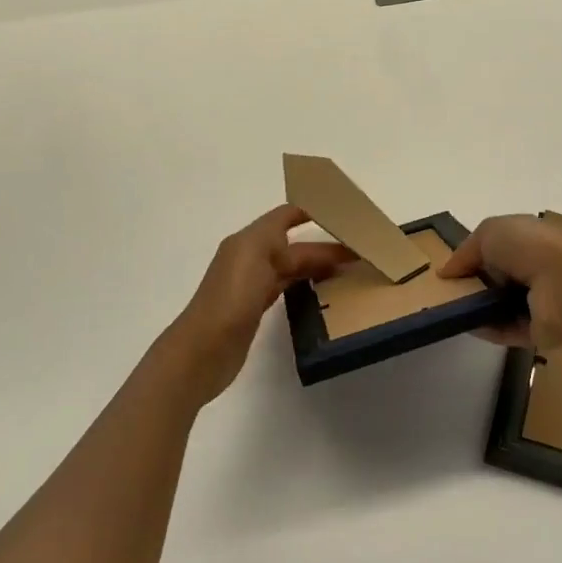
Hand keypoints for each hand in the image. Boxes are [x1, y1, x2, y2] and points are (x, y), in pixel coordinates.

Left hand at [159, 205, 353, 405]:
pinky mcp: (255, 309)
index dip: (312, 211)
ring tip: (349, 270)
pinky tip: (323, 290)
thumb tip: (304, 237)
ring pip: (292, 266)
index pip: (285, 216)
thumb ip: (280, 238)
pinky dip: (306, 284)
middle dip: (324, 245)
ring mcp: (252, 284)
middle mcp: (250, 257)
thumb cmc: (231, 298)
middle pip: (294, 245)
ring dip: (318, 265)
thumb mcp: (255, 254)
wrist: (202, 352)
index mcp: (249, 240)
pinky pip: (287, 287)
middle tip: (359, 252)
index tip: (345, 214)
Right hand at [437, 213, 561, 349]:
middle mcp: (543, 266)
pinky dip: (490, 329)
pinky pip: (511, 329)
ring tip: (453, 311)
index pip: (505, 245)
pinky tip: (468, 326)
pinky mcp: (545, 329)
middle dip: (479, 282)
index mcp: (537, 237)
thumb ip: (466, 250)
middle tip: (451, 291)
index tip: (455, 269)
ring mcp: (546, 299)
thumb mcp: (491, 232)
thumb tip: (447, 271)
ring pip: (506, 304)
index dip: (479, 254)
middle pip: (504, 276)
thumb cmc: (532, 247)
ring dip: (482, 307)